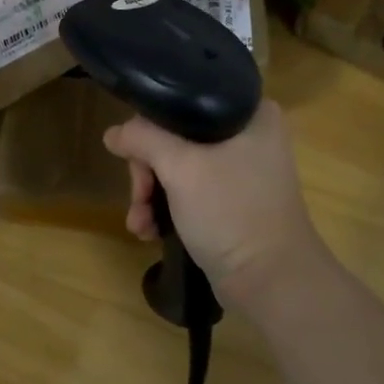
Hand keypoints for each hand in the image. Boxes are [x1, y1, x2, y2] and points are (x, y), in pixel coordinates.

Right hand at [103, 102, 327, 302]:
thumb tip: (113, 133)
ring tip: (139, 224)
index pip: (182, 101)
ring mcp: (240, 170)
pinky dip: (166, 209)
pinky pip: (188, 192)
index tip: (135, 157)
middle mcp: (247, 135)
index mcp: (249, 112)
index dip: (150, 127)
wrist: (270, 282)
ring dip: (150, 195)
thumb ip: (142, 139)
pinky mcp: (231, 201)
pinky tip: (149, 231)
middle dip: (146, 172)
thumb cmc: (231, 212)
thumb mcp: (181, 168)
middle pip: (174, 137)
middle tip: (138, 197)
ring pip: (176, 167)